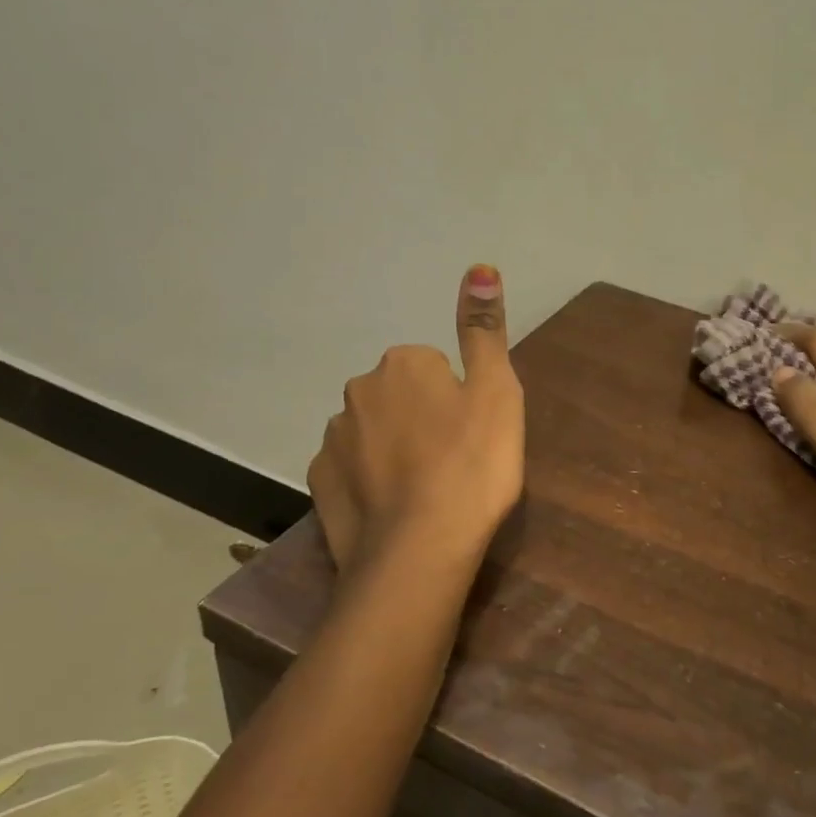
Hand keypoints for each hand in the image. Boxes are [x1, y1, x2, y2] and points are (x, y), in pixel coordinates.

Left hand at [308, 265, 524, 572]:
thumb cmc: (471, 465)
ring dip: (393, 450)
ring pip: (372, 432)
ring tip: (424, 491)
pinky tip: (392, 509)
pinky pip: (350, 469)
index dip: (457, 400)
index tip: (472, 435)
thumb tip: (479, 267)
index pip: (434, 367)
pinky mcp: (319, 483)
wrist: (419, 549)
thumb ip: (483, 330)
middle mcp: (358, 390)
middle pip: (399, 397)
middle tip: (453, 462)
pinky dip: (368, 482)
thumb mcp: (496, 391)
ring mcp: (333, 438)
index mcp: (403, 364)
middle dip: (421, 418)